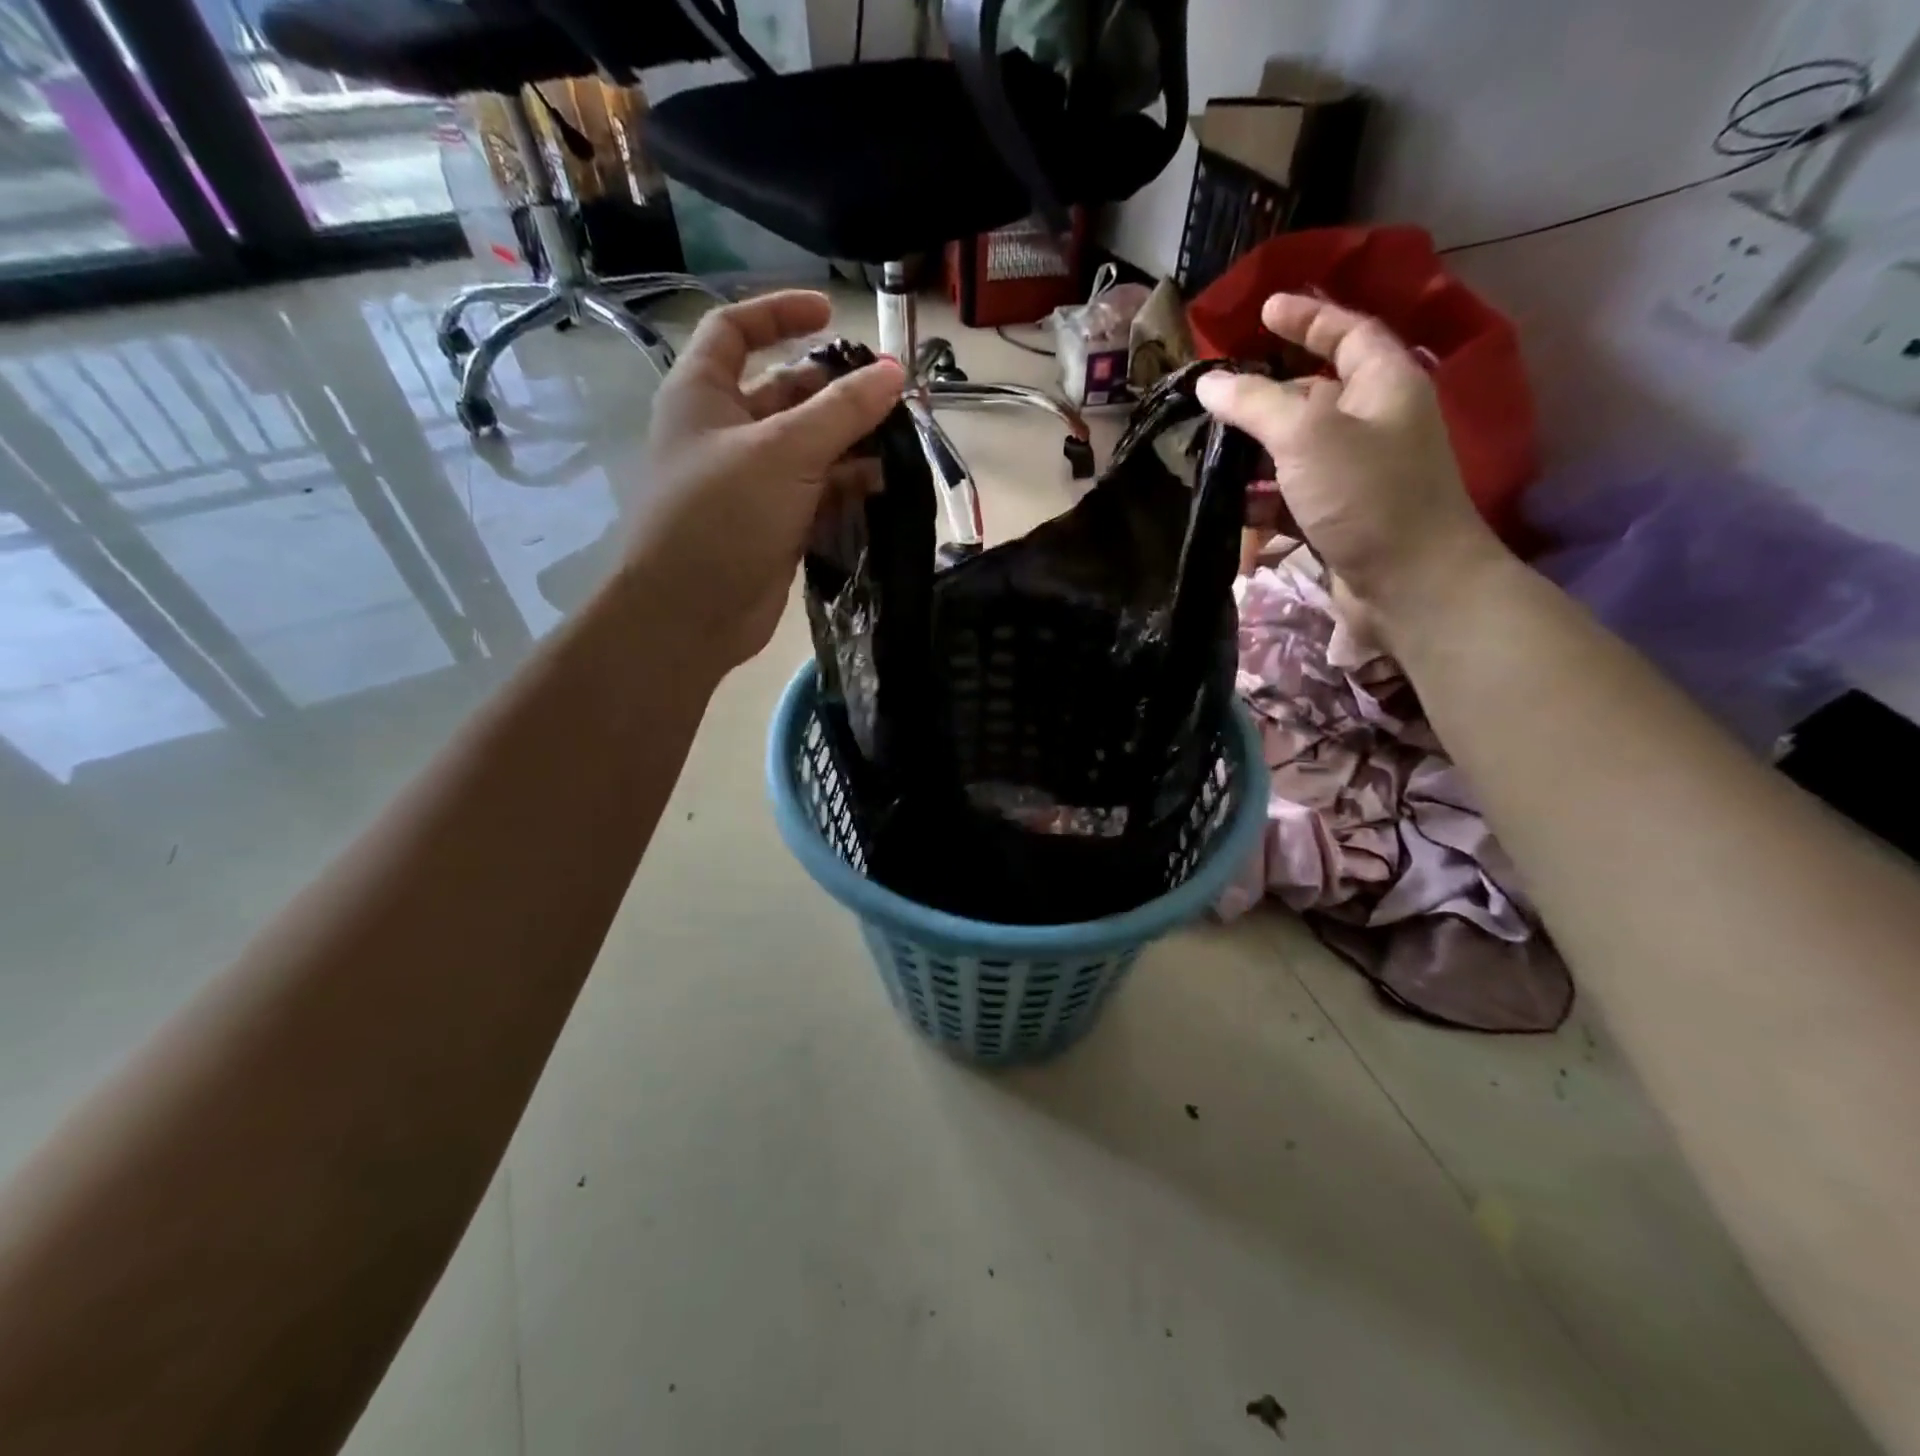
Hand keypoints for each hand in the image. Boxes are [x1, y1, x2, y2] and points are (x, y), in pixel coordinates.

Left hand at [623, 291, 904, 674]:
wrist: (691, 614)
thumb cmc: (722, 516)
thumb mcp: (784, 451)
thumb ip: (841, 410)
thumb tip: (894, 372)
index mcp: (704, 393)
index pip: (737, 330)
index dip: (781, 313)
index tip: (832, 313)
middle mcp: (725, 430)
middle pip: (786, 391)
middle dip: (836, 389)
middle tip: (891, 392)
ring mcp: (751, 480)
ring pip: (808, 445)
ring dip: (851, 440)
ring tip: (901, 439)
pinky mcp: (774, 522)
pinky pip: (816, 490)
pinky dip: (847, 484)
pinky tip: (885, 484)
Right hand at [1196, 294, 1502, 619]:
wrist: (1411, 584)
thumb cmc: (1367, 496)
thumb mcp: (1306, 436)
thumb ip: (1255, 403)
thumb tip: (1208, 382)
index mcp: (1385, 384)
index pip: (1347, 332)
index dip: (1307, 317)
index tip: (1263, 312)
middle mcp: (1376, 422)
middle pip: (1315, 393)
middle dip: (1265, 396)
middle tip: (1217, 397)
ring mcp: (1359, 474)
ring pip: (1297, 450)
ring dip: (1256, 455)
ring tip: (1209, 458)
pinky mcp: (1341, 517)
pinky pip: (1294, 496)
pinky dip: (1264, 500)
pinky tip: (1234, 511)